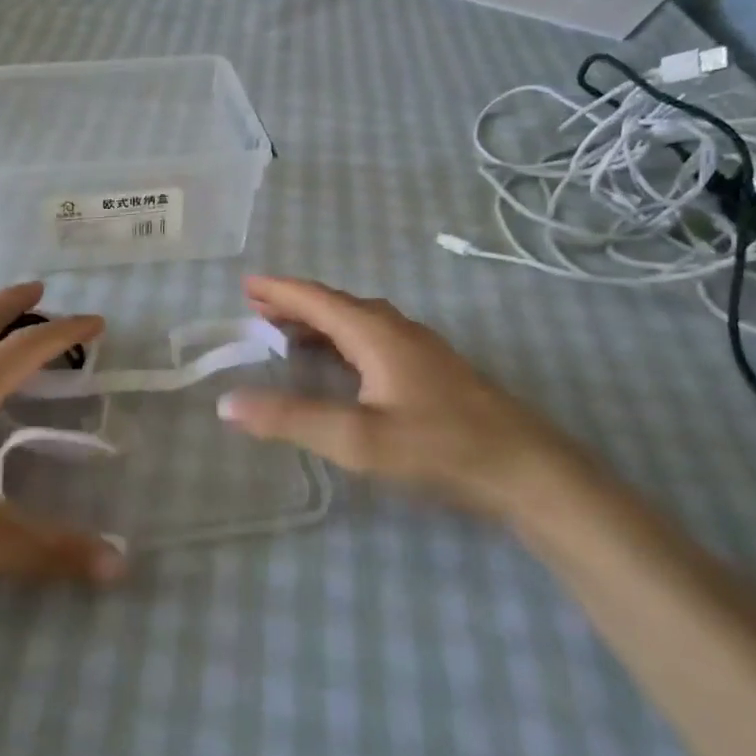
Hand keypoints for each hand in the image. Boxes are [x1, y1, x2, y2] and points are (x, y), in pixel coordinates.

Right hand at [218, 275, 594, 518]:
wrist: (528, 471)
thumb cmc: (439, 448)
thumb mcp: (357, 439)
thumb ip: (290, 419)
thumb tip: (227, 402)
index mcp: (377, 333)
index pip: (317, 299)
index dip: (279, 290)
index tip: (245, 285)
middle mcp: (399, 330)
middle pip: (337, 306)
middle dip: (295, 305)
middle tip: (257, 310)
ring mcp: (421, 349)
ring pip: (359, 323)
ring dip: (320, 323)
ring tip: (287, 334)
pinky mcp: (435, 371)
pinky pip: (375, 340)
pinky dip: (343, 342)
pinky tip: (341, 365)